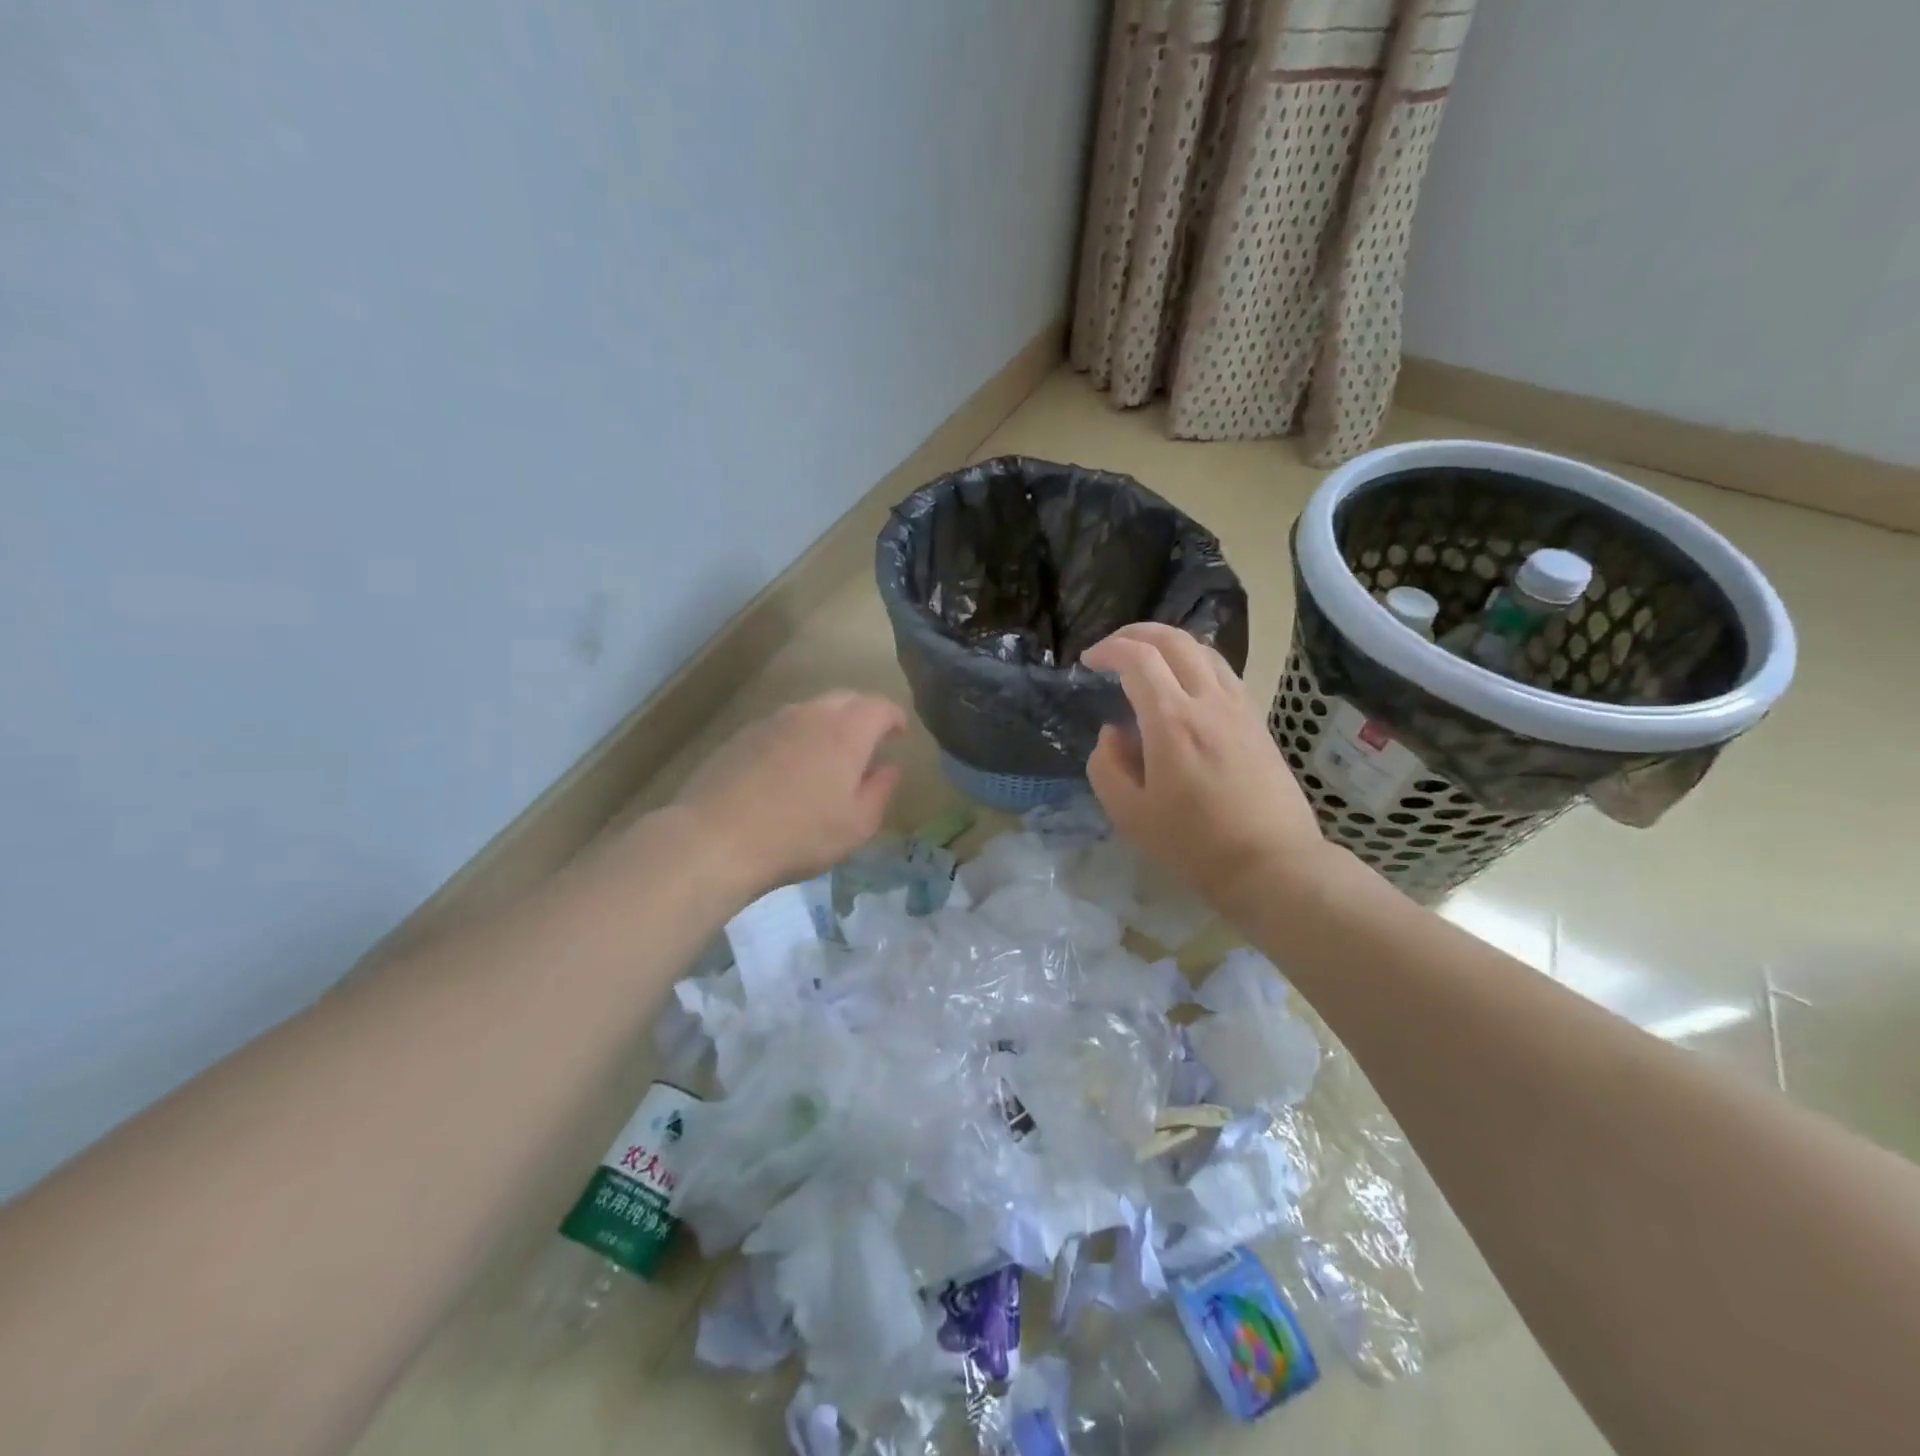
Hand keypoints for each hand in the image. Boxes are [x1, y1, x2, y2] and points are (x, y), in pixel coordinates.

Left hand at [670, 691, 906, 896]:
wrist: (716, 839)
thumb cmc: (799, 835)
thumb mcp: (857, 825)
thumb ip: (881, 791)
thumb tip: (890, 768)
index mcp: (845, 732)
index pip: (879, 707)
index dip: (895, 717)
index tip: (900, 735)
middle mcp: (810, 715)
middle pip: (845, 698)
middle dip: (863, 714)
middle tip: (870, 741)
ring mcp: (772, 721)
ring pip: (811, 710)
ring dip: (829, 724)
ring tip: (830, 755)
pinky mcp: (742, 736)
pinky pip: (782, 725)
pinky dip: (797, 736)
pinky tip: (790, 768)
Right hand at [1082, 624, 1340, 918]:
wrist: (1272, 864)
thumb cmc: (1194, 845)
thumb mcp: (1130, 815)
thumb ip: (1107, 766)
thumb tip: (1113, 732)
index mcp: (1173, 721)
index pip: (1138, 658)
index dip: (1108, 649)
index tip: (1087, 661)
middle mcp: (1209, 701)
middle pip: (1174, 640)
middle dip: (1136, 633)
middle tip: (1111, 648)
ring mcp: (1239, 707)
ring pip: (1204, 650)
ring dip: (1168, 644)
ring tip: (1145, 660)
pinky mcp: (1257, 720)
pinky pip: (1222, 672)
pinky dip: (1194, 662)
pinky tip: (1182, 686)